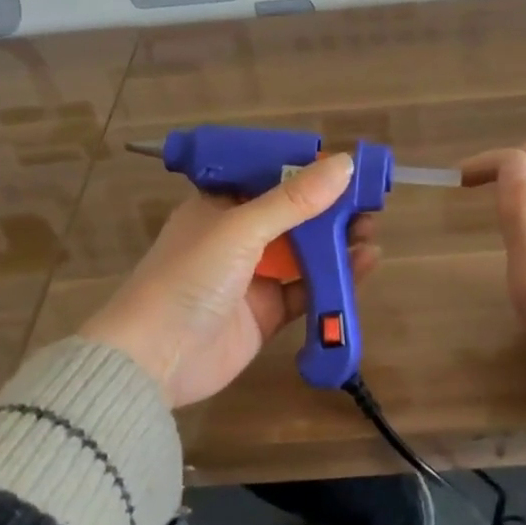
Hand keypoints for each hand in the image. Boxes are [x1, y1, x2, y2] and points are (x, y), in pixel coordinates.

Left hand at [78, 153, 379, 408]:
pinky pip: (308, 289)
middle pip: (292, 216)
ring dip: (336, 242)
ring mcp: (253, 276)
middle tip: (369, 204)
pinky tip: (363, 264)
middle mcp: (237, 237)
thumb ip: (294, 200)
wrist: (154, 360)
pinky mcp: (267, 313)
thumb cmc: (189, 278)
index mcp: (220, 206)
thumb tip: (345, 163)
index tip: (345, 167)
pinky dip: (336, 279)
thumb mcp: (241, 229)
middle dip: (330, 209)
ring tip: (371, 232)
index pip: (269, 178)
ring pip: (304, 253)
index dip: (306, 172)